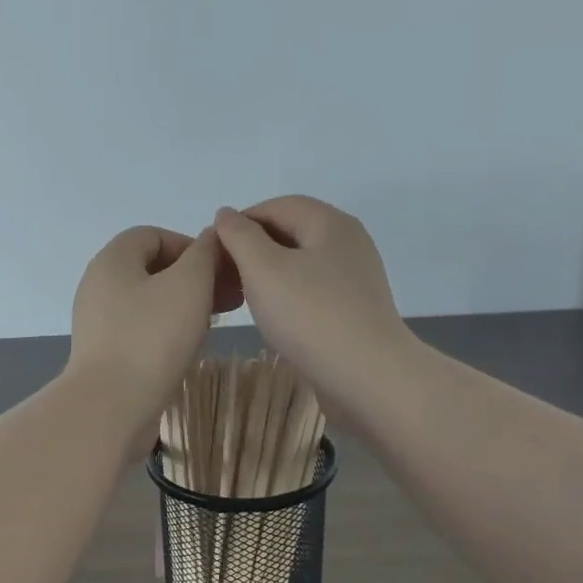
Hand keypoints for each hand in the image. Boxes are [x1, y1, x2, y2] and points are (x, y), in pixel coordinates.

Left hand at [68, 226, 241, 448]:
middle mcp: (98, 286)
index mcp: (112, 260)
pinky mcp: (104, 355)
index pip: (153, 235)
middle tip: (227, 299)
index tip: (219, 270)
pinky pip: (140, 331)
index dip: (190, 245)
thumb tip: (210, 238)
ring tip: (212, 324)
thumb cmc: (152, 338)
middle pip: (150, 269)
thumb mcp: (189, 284)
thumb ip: (204, 254)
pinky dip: (166, 332)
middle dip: (192, 279)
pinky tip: (187, 349)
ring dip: (182, 307)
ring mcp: (98, 323)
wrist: (111, 406)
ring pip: (148, 302)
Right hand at [212, 197, 418, 419]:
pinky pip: (314, 291)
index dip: (240, 222)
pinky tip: (275, 319)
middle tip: (224, 277)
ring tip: (244, 298)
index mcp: (329, 222)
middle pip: (292, 232)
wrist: (368, 376)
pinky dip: (290, 296)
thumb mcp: (263, 269)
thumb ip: (240, 237)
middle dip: (254, 249)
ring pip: (302, 264)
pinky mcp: (356, 310)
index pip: (276, 206)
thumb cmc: (310, 316)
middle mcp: (348, 242)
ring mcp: (356, 278)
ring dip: (270, 275)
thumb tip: (226, 214)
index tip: (213, 252)